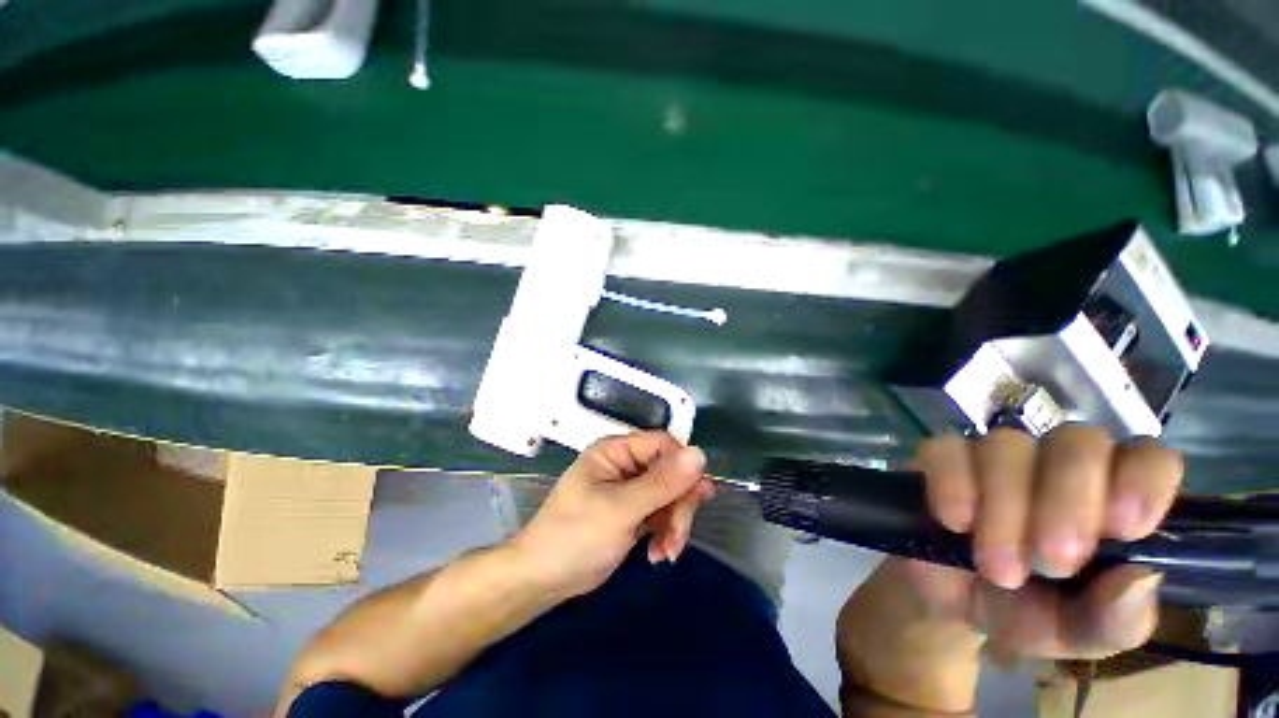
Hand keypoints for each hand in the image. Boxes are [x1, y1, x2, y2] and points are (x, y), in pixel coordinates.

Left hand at [510, 431, 713, 598]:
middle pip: (671, 472)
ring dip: (674, 524)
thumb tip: (699, 453)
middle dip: (679, 505)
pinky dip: (665, 533)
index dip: (683, 467)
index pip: (663, 444)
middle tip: (677, 537)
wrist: (543, 580)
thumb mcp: (620, 509)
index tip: (696, 497)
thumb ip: (661, 483)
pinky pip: (662, 513)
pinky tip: (658, 554)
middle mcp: (625, 464)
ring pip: (670, 495)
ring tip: (667, 552)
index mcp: (616, 450)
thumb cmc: (575, 537)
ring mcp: (630, 489)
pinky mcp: (633, 511)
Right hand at [909, 425, 1182, 658]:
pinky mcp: (942, 455)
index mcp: (1113, 499)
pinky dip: (953, 484)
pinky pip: (947, 450)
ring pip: (1008, 446)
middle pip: (1077, 442)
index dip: (1142, 479)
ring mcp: (998, 455)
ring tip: (998, 568)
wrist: (951, 602)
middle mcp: (1060, 464)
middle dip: (1067, 502)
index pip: (1148, 457)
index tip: (1124, 529)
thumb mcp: (1079, 633)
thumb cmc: (1030, 614)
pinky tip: (955, 523)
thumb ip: (1117, 618)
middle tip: (1052, 563)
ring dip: (1005, 506)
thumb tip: (1139, 577)